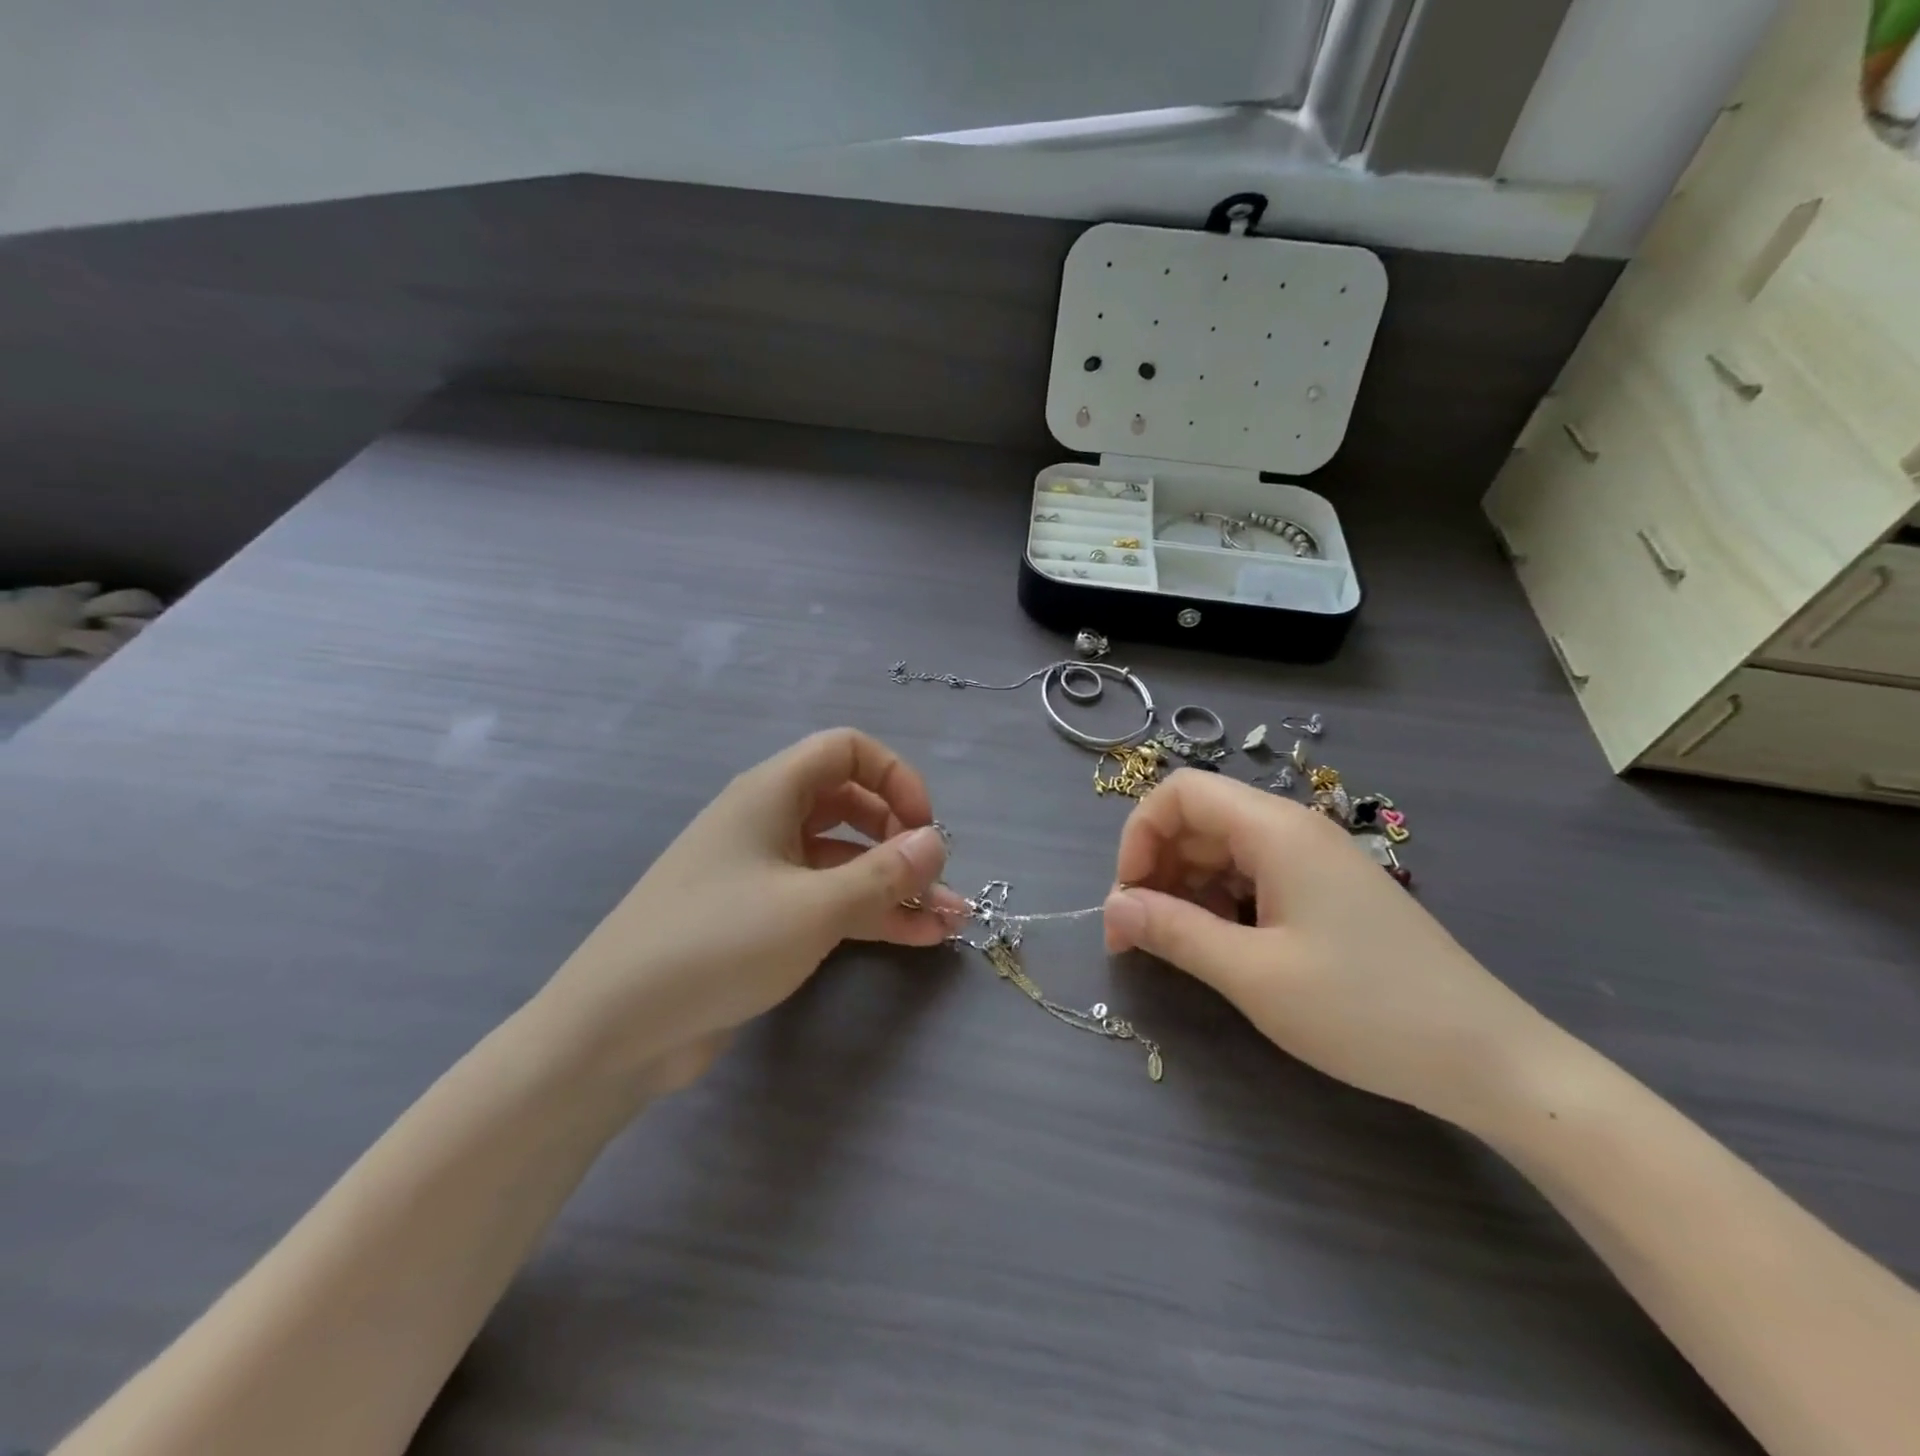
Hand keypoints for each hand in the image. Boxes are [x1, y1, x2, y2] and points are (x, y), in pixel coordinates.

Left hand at [541, 728, 967, 1081]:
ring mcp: (764, 873)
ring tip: (950, 919)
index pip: (846, 750)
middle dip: (901, 836)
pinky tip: (919, 938)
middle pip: (851, 804)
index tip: (923, 826)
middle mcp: (768, 822)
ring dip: (896, 884)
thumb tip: (937, 842)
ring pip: (845, 860)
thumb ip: (884, 872)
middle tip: (933, 877)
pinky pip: (828, 901)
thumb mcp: (813, 906)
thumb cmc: (717, 944)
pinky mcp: (762, 920)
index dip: (894, 776)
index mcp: (771, 793)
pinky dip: (871, 913)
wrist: (616, 1030)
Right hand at [1102, 771, 1551, 1124]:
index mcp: (1275, 830)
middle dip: (1156, 867)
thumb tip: (1113, 906)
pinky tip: (1223, 947)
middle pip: (1199, 820)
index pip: (1180, 793)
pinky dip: (1221, 902)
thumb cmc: (1364, 1010)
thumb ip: (1174, 932)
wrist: (1487, 1058)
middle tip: (1138, 935)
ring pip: (1224, 850)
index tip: (1128, 898)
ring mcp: (1315, 860)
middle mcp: (1293, 830)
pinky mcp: (1328, 891)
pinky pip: (1255, 876)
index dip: (1139, 836)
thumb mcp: (1253, 974)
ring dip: (1185, 888)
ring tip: (1176, 946)